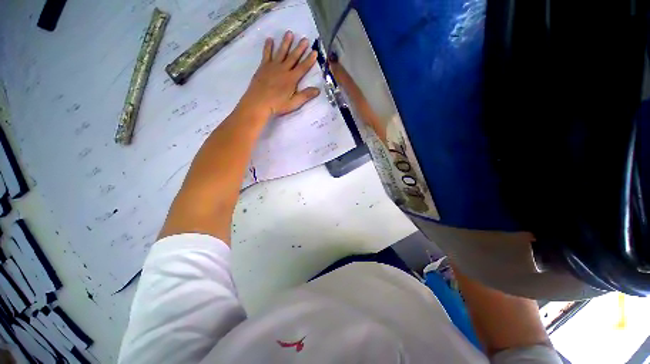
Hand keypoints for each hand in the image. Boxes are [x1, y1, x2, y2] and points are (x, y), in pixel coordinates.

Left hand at [239, 31, 319, 117]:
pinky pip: (266, 54)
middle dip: (300, 48)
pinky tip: (270, 39)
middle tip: (304, 39)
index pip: (303, 67)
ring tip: (289, 33)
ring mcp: (272, 67)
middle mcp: (283, 69)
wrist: (258, 103)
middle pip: (293, 57)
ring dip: (286, 43)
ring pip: (281, 52)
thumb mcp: (294, 103)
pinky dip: (268, 46)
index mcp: (291, 79)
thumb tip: (318, 90)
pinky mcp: (263, 67)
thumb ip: (305, 96)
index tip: (314, 52)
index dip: (309, 60)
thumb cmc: (277, 105)